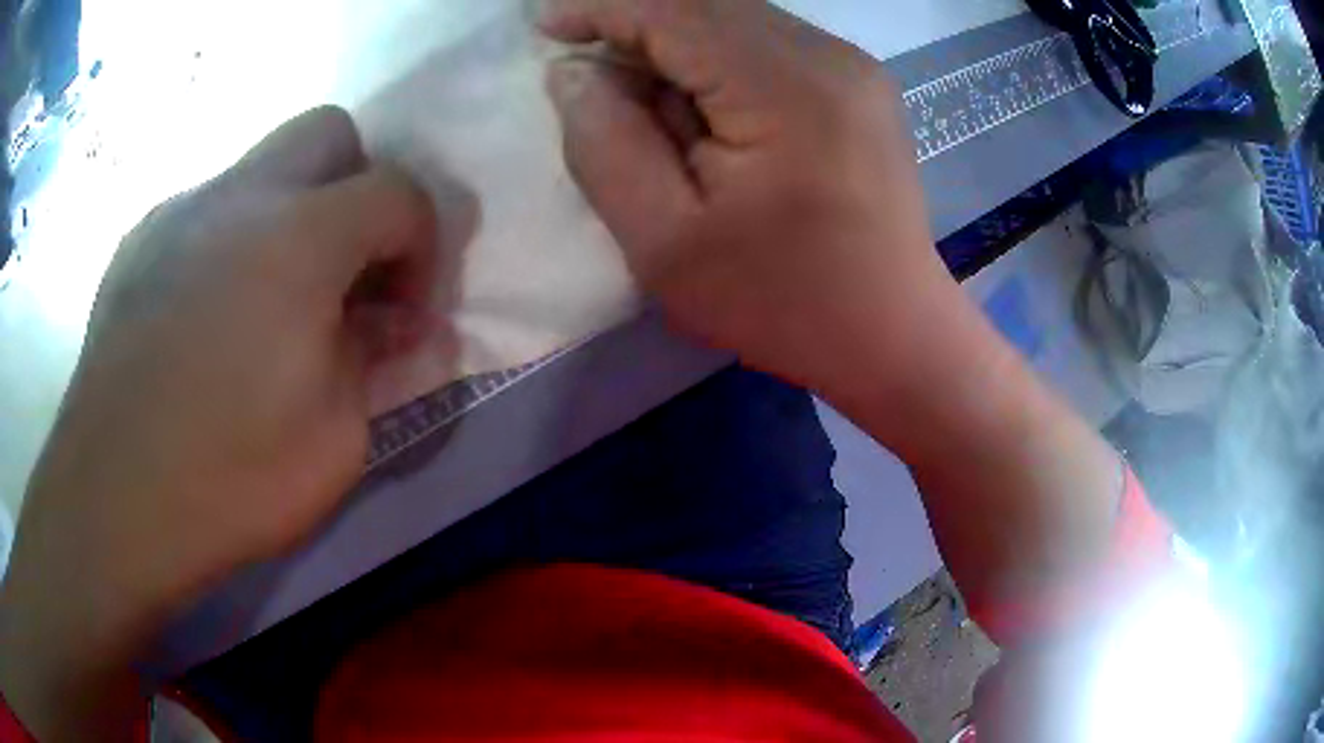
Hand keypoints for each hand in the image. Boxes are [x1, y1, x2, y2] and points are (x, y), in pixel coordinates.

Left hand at [0, 107, 436, 739]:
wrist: (111, 505)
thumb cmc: (228, 480)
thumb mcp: (337, 439)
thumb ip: (383, 361)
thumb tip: (411, 328)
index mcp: (299, 239)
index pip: (399, 190)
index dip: (423, 243)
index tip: (405, 309)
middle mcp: (238, 196)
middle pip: (328, 133)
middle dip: (357, 187)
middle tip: (343, 272)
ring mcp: (177, 212)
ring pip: (260, 167)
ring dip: (288, 216)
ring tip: (266, 306)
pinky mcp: (136, 242)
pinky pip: (203, 210)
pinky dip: (227, 242)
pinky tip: (204, 318)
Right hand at [541, 0, 1124, 640]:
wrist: (893, 334)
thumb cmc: (782, 302)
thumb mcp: (666, 242)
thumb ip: (606, 145)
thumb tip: (575, 75)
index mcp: (786, 85)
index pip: (674, 10)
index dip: (601, 10)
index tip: (546, 29)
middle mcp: (828, 54)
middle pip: (707, 5)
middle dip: (636, 27)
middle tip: (588, 75)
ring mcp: (852, 66)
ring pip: (737, 20)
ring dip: (676, 45)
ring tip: (641, 100)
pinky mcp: (858, 85)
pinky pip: (768, 45)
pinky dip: (716, 60)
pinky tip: (700, 109)